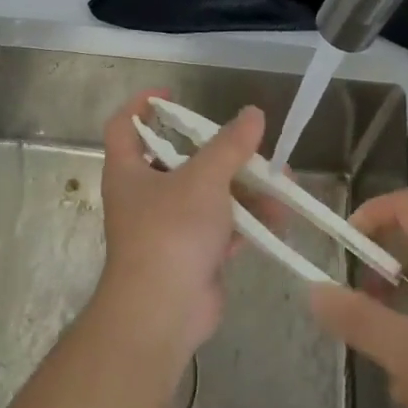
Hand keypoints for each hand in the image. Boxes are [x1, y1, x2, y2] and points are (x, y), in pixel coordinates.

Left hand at [94, 91, 265, 371]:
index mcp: (129, 171)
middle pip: (180, 160)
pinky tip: (279, 216)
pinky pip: (222, 228)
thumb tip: (253, 113)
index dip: (143, 106)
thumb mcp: (204, 178)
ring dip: (245, 188)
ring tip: (282, 181)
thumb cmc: (171, 232)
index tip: (172, 95)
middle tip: (251, 144)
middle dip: (221, 152)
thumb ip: (230, 145)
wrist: (163, 312)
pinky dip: (247, 221)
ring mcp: (169, 228)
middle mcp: (144, 196)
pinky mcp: (192, 256)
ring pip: (209, 196)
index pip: (124, 126)